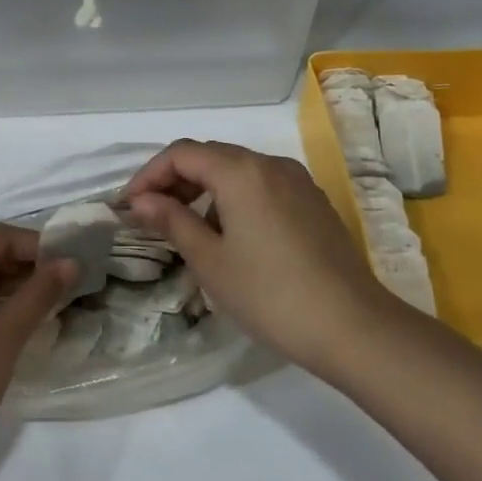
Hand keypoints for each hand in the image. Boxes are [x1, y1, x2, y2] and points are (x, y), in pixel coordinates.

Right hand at [126, 140, 405, 377]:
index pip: (181, 154)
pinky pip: (262, 186)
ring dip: (204, 189)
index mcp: (241, 171)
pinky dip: (233, 198)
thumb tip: (141, 201)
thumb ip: (172, 221)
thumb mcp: (210, 260)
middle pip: (210, 156)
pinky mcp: (313, 202)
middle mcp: (270, 164)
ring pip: (237, 170)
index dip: (148, 175)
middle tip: (151, 217)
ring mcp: (297, 181)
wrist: (352, 326)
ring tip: (186, 229)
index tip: (129, 207)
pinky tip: (229, 235)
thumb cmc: (269, 294)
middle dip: (174, 181)